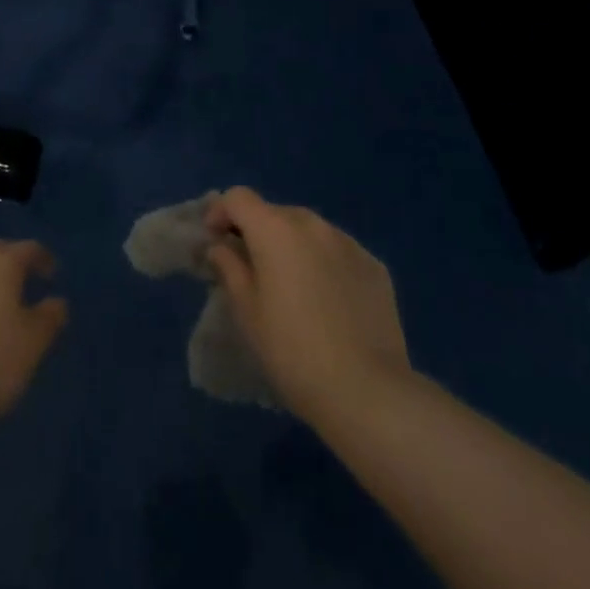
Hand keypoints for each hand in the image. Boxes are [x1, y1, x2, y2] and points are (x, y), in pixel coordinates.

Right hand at [205, 188, 411, 425]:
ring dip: (293, 247)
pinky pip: (338, 253)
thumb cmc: (292, 350)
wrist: (367, 391)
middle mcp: (313, 224)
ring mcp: (349, 243)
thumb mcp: (247, 312)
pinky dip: (324, 264)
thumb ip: (229, 268)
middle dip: (257, 232)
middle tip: (251, 270)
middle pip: (275, 213)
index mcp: (276, 229)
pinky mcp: (375, 266)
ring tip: (293, 287)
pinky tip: (328, 303)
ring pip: (309, 232)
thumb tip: (221, 247)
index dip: (220, 213)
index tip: (214, 241)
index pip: (238, 197)